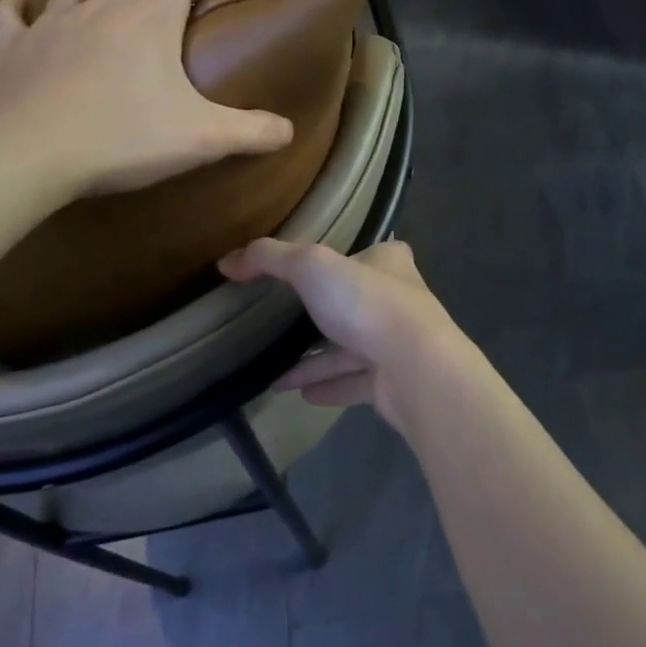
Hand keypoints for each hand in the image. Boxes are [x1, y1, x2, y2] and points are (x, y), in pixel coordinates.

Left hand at [0, 0, 293, 196]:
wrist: (29, 155)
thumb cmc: (122, 138)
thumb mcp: (202, 138)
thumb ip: (252, 132)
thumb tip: (288, 131)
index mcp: (151, 19)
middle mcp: (103, 7)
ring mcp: (54, 23)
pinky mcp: (15, 48)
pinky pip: (12, 15)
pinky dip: (21, 8)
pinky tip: (23, 8)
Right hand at [218, 239, 483, 434]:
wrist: (418, 370)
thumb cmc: (367, 304)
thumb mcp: (311, 266)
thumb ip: (269, 259)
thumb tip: (227, 261)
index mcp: (389, 263)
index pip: (370, 253)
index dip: (346, 256)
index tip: (315, 269)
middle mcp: (400, 300)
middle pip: (358, 301)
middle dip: (325, 311)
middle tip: (286, 321)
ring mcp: (398, 344)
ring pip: (351, 347)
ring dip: (317, 358)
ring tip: (275, 371)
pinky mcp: (394, 383)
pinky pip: (353, 382)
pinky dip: (327, 385)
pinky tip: (298, 393)